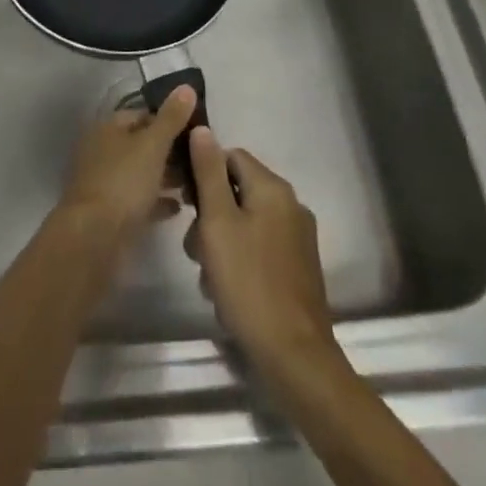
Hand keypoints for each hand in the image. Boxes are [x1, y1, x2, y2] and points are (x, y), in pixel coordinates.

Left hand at [56, 86, 198, 244]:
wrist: (94, 237)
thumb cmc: (124, 182)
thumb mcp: (153, 145)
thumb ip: (171, 118)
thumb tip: (186, 86)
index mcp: (108, 128)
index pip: (141, 114)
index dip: (168, 119)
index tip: (196, 132)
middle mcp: (102, 150)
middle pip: (141, 144)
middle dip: (169, 151)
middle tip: (199, 160)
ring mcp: (104, 182)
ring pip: (140, 173)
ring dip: (165, 177)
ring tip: (194, 183)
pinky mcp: (109, 212)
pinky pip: (138, 200)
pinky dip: (157, 201)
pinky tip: (179, 208)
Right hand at [183, 127, 341, 383]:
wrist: (294, 357)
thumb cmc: (248, 283)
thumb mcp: (217, 223)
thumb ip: (208, 173)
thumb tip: (202, 128)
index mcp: (273, 188)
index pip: (230, 156)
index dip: (203, 174)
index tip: (185, 204)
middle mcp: (291, 205)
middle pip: (237, 191)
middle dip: (210, 216)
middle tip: (195, 250)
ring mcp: (298, 238)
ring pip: (246, 222)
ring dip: (221, 242)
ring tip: (209, 277)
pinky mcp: (299, 267)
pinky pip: (260, 247)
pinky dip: (240, 260)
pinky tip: (228, 291)